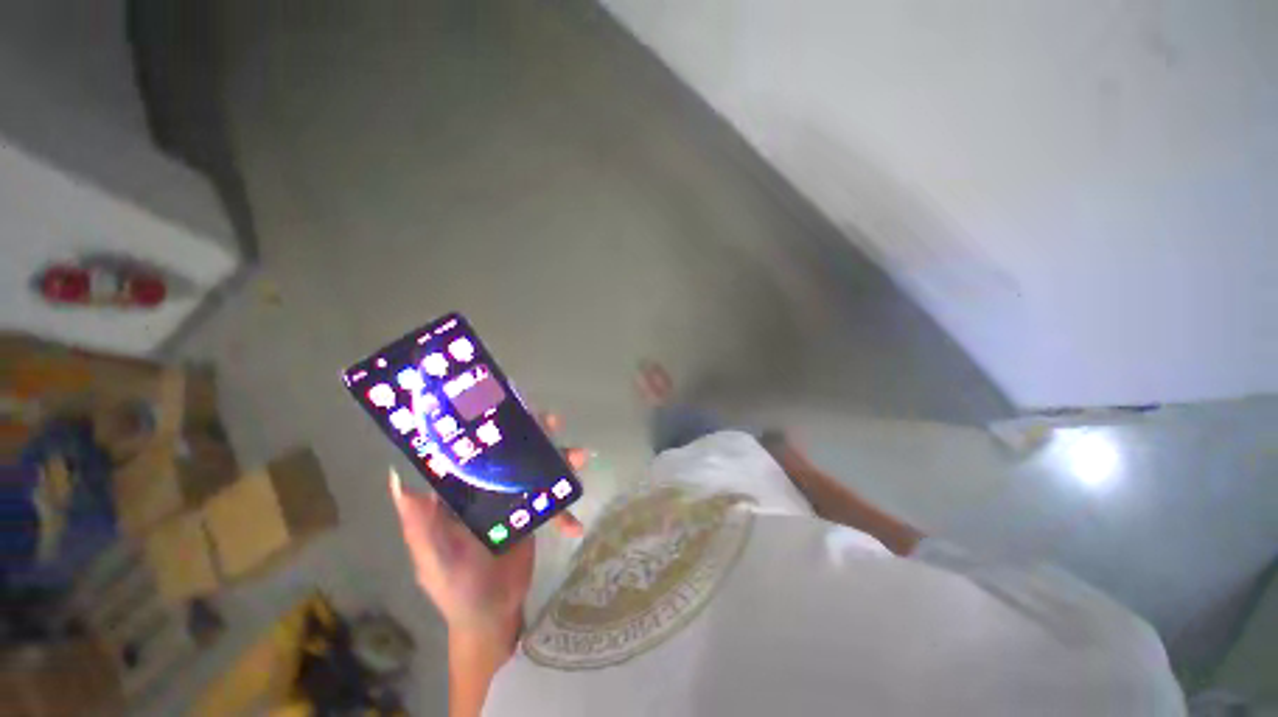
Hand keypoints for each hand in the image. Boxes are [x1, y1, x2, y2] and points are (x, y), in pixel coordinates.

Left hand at [390, 418, 583, 637]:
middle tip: (553, 421)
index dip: (489, 427)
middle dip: (534, 435)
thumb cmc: (455, 586)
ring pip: (538, 471)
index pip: (474, 451)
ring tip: (581, 456)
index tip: (508, 407)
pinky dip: (566, 512)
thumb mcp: (432, 556)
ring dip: (561, 461)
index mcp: (461, 493)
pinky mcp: (534, 516)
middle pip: (513, 454)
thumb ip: (417, 522)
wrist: (491, 616)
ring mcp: (514, 500)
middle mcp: (487, 490)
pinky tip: (576, 525)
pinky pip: (553, 505)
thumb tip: (397, 477)